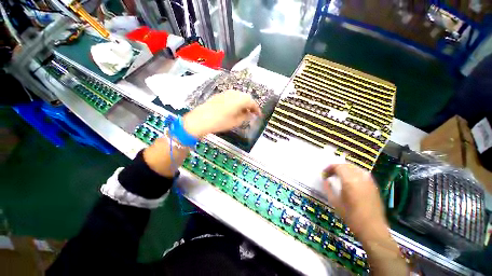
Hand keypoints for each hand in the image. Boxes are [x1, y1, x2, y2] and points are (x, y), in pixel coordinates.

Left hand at [183, 90, 261, 137]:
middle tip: (251, 114)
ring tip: (243, 112)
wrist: (201, 119)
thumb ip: (245, 117)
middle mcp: (235, 93)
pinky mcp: (220, 94)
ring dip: (243, 103)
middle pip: (246, 98)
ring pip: (239, 96)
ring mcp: (226, 92)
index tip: (259, 115)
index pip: (253, 103)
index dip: (257, 109)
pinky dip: (236, 102)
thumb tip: (250, 114)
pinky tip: (234, 109)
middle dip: (250, 105)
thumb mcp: (236, 122)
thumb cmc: (221, 122)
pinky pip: (232, 97)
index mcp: (241, 99)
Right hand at [323, 164, 386, 239]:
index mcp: (349, 181)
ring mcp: (369, 181)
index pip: (338, 166)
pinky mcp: (374, 185)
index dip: (329, 168)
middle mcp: (360, 178)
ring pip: (355, 167)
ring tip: (339, 175)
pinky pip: (362, 173)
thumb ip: (328, 188)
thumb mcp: (335, 202)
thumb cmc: (351, 217)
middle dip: (336, 167)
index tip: (324, 174)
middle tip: (330, 174)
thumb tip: (325, 180)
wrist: (372, 229)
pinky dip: (354, 172)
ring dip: (345, 168)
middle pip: (346, 165)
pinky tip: (350, 179)